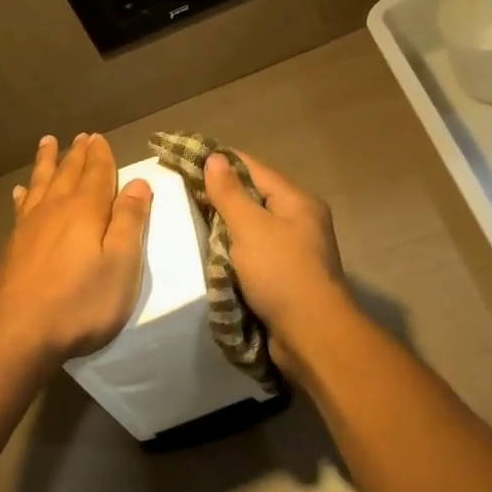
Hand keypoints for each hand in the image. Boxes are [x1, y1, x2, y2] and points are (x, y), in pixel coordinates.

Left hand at [0, 133, 152, 364]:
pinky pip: (22, 207)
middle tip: (80, 136)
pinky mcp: (15, 245)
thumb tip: (138, 182)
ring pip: (42, 184)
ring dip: (47, 163)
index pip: (97, 174)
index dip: (101, 156)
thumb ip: (129, 221)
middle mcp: (56, 209)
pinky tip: (21, 190)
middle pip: (68, 174)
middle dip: (77, 155)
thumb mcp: (121, 263)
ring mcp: (31, 226)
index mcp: (86, 210)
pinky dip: (25, 194)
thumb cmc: (81, 301)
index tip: (99, 138)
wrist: (20, 330)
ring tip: (48, 143)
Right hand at [203, 150, 347, 368]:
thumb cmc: (281, 273)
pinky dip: (232, 254)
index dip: (221, 162)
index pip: (254, 169)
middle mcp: (299, 222)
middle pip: (254, 199)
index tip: (187, 158)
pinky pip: (253, 256)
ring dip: (224, 228)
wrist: (310, 334)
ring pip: (252, 230)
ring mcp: (294, 252)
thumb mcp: (251, 228)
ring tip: (189, 222)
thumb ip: (229, 194)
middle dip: (220, 197)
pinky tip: (209, 256)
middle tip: (181, 194)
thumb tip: (215, 157)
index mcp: (297, 202)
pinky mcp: (285, 278)